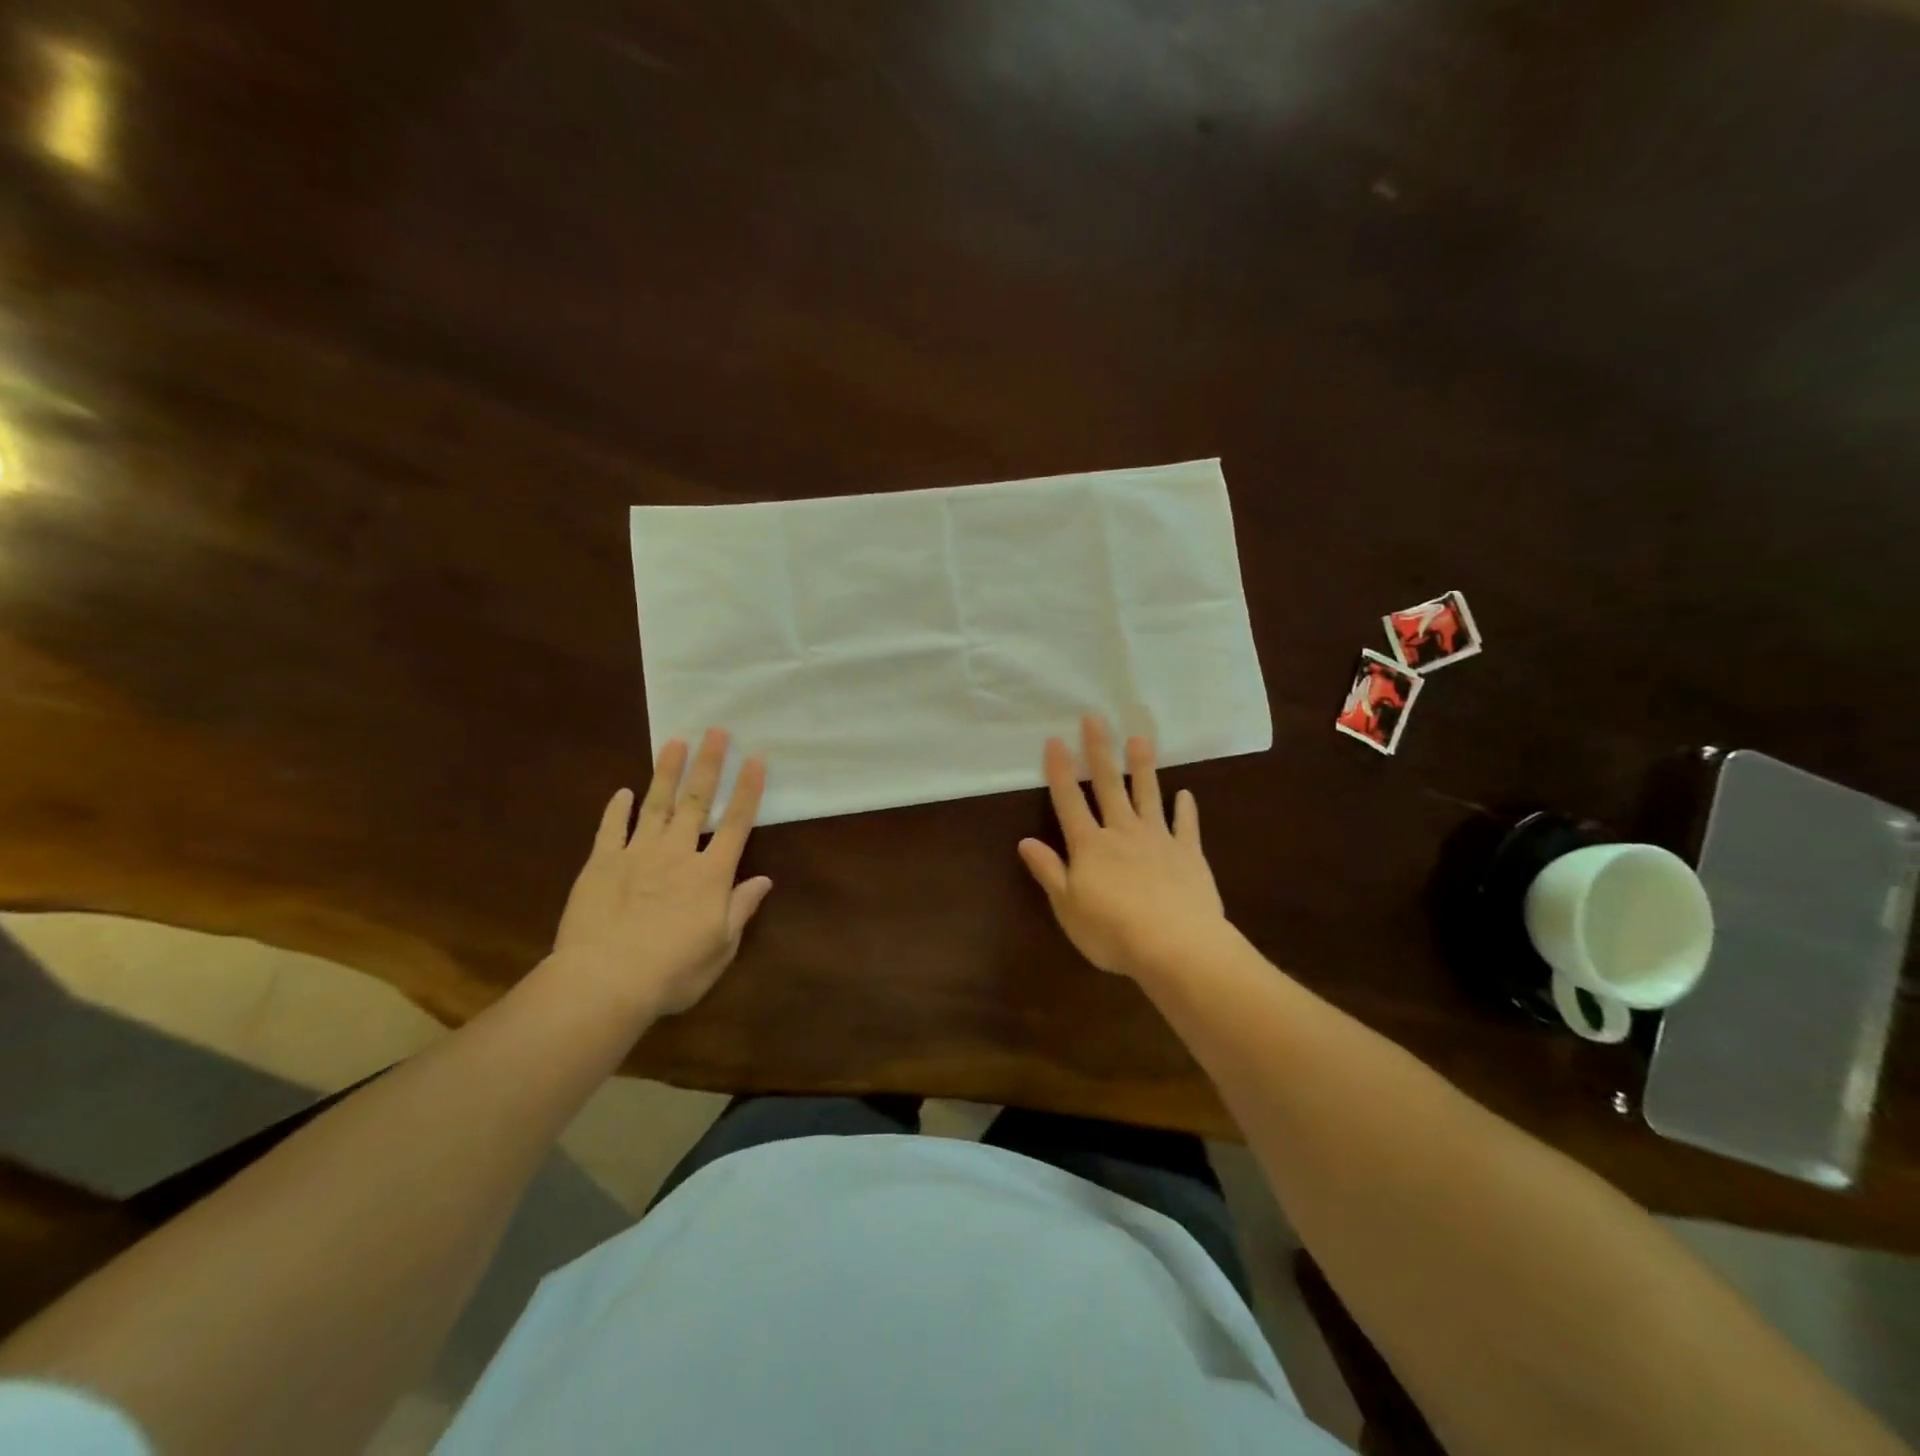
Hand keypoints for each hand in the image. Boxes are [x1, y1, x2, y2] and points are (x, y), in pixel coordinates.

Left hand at [550, 728, 772, 1020]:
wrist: (604, 982)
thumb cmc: (672, 972)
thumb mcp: (720, 948)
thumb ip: (740, 909)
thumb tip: (764, 880)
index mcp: (711, 874)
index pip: (736, 823)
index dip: (748, 789)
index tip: (755, 758)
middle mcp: (677, 854)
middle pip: (697, 801)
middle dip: (709, 764)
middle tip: (715, 731)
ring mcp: (636, 854)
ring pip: (657, 805)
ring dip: (667, 772)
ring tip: (674, 742)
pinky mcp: (601, 864)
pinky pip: (611, 829)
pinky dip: (617, 810)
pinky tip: (622, 792)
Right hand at [1017, 716, 1226, 979]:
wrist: (1176, 945)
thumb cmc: (1112, 931)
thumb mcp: (1068, 907)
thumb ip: (1049, 871)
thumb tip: (1025, 841)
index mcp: (1090, 846)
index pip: (1069, 801)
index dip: (1059, 770)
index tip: (1055, 739)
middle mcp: (1122, 833)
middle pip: (1108, 786)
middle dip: (1099, 751)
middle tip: (1095, 718)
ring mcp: (1158, 840)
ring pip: (1147, 795)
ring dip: (1142, 767)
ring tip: (1140, 738)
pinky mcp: (1188, 854)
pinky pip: (1186, 826)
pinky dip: (1186, 810)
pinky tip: (1185, 795)